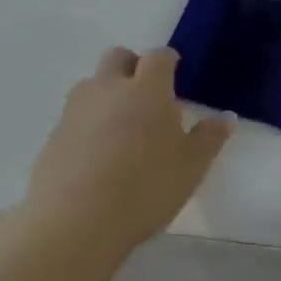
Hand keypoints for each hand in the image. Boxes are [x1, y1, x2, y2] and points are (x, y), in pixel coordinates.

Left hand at [23, 47, 232, 267]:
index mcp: (147, 88)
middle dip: (133, 67)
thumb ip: (210, 138)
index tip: (175, 74)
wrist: (74, 223)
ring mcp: (76, 110)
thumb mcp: (191, 166)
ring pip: (92, 85)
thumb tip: (227, 117)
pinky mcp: (53, 136)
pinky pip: (75, 117)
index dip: (168, 61)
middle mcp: (109, 88)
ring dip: (107, 94)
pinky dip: (87, 125)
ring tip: (121, 128)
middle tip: (147, 96)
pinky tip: (97, 157)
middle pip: (118, 57)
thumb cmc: (145, 187)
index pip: (159, 56)